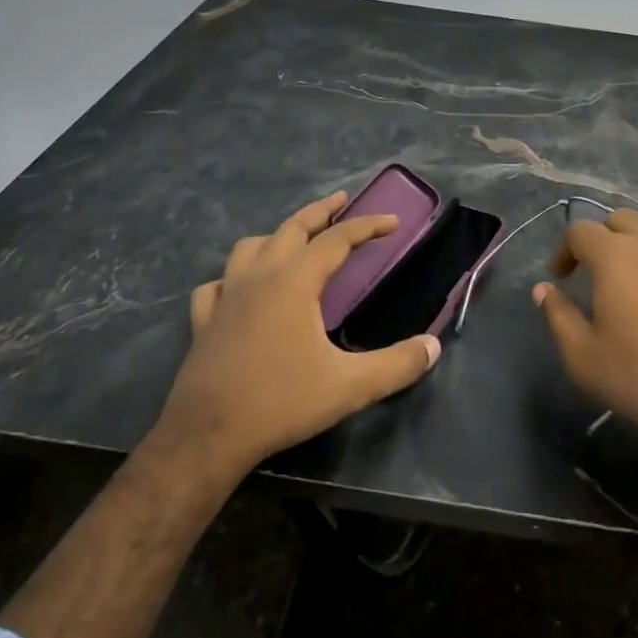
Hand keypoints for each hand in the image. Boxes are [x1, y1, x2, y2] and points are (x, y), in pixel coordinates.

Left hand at [159, 191, 440, 470]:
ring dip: (276, 236)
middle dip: (321, 211)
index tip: (391, 221)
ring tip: (294, 241)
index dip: (367, 226)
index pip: (337, 239)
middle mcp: (259, 277)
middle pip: (292, 227)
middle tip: (342, 200)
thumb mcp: (349, 387)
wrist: (206, 437)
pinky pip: (217, 284)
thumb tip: (433, 347)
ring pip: (250, 247)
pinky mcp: (203, 322)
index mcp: (294, 281)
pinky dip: (233, 277)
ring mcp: (226, 297)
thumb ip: (396, 365)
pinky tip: (239, 289)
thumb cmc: (280, 403)